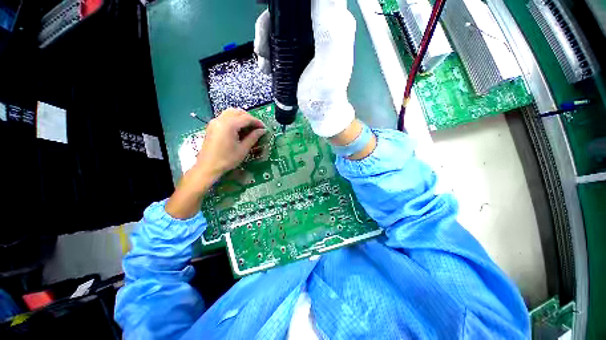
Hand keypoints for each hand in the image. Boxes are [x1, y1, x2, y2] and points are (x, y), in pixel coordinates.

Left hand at [196, 108, 265, 178]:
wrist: (208, 166)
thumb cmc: (227, 159)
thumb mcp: (243, 149)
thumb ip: (253, 137)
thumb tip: (262, 130)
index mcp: (229, 125)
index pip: (246, 118)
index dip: (257, 122)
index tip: (264, 128)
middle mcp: (221, 120)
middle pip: (238, 112)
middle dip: (249, 118)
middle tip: (256, 127)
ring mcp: (215, 122)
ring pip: (231, 112)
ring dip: (241, 117)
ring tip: (248, 127)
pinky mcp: (212, 126)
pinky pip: (225, 117)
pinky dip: (234, 119)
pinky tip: (238, 129)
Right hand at [254, 0, 356, 137]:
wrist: (320, 113)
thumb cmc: (325, 92)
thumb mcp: (328, 60)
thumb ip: (327, 27)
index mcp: (333, 22)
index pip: (308, 1)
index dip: (286, 3)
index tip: (266, 7)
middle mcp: (321, 27)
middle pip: (288, 11)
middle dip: (269, 26)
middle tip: (261, 49)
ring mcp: (307, 41)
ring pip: (279, 27)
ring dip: (265, 42)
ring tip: (264, 64)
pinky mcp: (298, 54)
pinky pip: (278, 44)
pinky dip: (268, 53)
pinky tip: (266, 67)